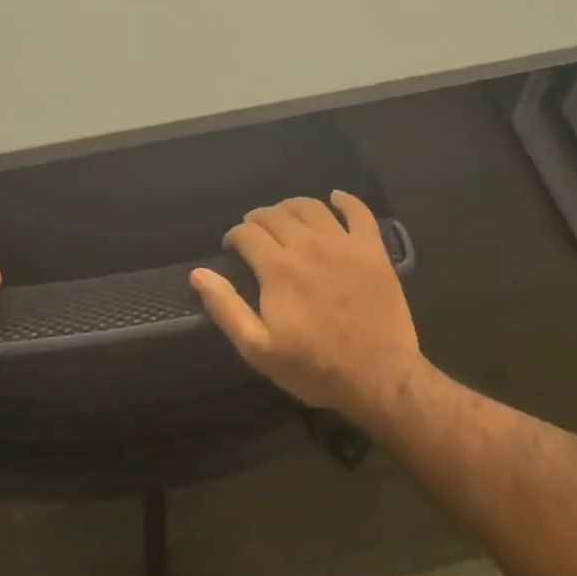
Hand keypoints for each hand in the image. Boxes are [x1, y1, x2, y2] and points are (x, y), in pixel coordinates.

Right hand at [190, 191, 422, 418]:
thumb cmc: (314, 367)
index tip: (232, 248)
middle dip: (258, 218)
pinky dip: (344, 200)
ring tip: (285, 216)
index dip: (234, 236)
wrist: (378, 376)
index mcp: (278, 268)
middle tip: (254, 232)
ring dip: (291, 206)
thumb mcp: (258, 348)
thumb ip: (226, 307)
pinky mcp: (372, 249)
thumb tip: (198, 273)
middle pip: (276, 214)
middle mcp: (308, 245)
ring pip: (312, 207)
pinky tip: (335, 199)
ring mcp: (343, 244)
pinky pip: (358, 212)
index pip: (247, 233)